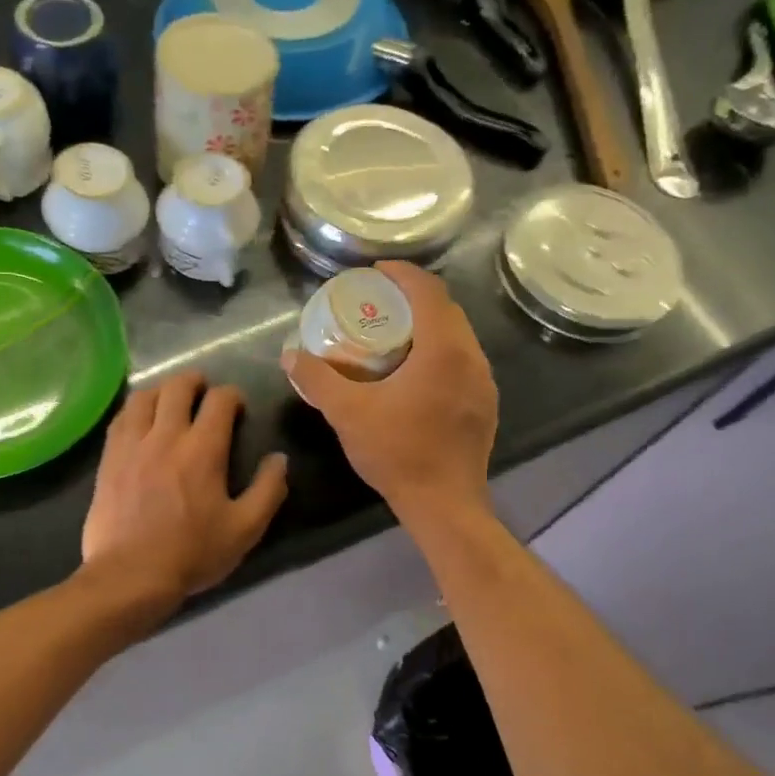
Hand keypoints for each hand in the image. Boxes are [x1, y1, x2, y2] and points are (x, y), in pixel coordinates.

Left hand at [82, 371, 288, 604]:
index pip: (219, 400)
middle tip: (203, 391)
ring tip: (169, 400)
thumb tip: (279, 459)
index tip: (237, 406)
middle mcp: (165, 436)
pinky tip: (139, 421)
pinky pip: (119, 419)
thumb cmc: (192, 553)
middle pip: (178, 387)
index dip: (232, 395)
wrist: (131, 575)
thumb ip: (268, 490)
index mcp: (203, 449)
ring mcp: (131, 445)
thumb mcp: (245, 529)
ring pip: (143, 397)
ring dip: (161, 390)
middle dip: (195, 381)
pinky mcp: (108, 459)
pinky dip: (134, 410)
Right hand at [280, 262, 496, 523]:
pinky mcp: (485, 405)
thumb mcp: (347, 413)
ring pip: (457, 337)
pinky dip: (439, 353)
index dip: (402, 273)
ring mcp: (484, 383)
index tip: (376, 272)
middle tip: (380, 303)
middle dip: (414, 298)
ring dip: (428, 327)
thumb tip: (290, 355)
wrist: (444, 503)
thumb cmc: (397, 453)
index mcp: (444, 349)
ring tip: (394, 336)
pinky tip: (415, 374)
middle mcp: (472, 358)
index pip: (428, 291)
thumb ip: (317, 379)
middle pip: (446, 310)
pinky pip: (463, 362)